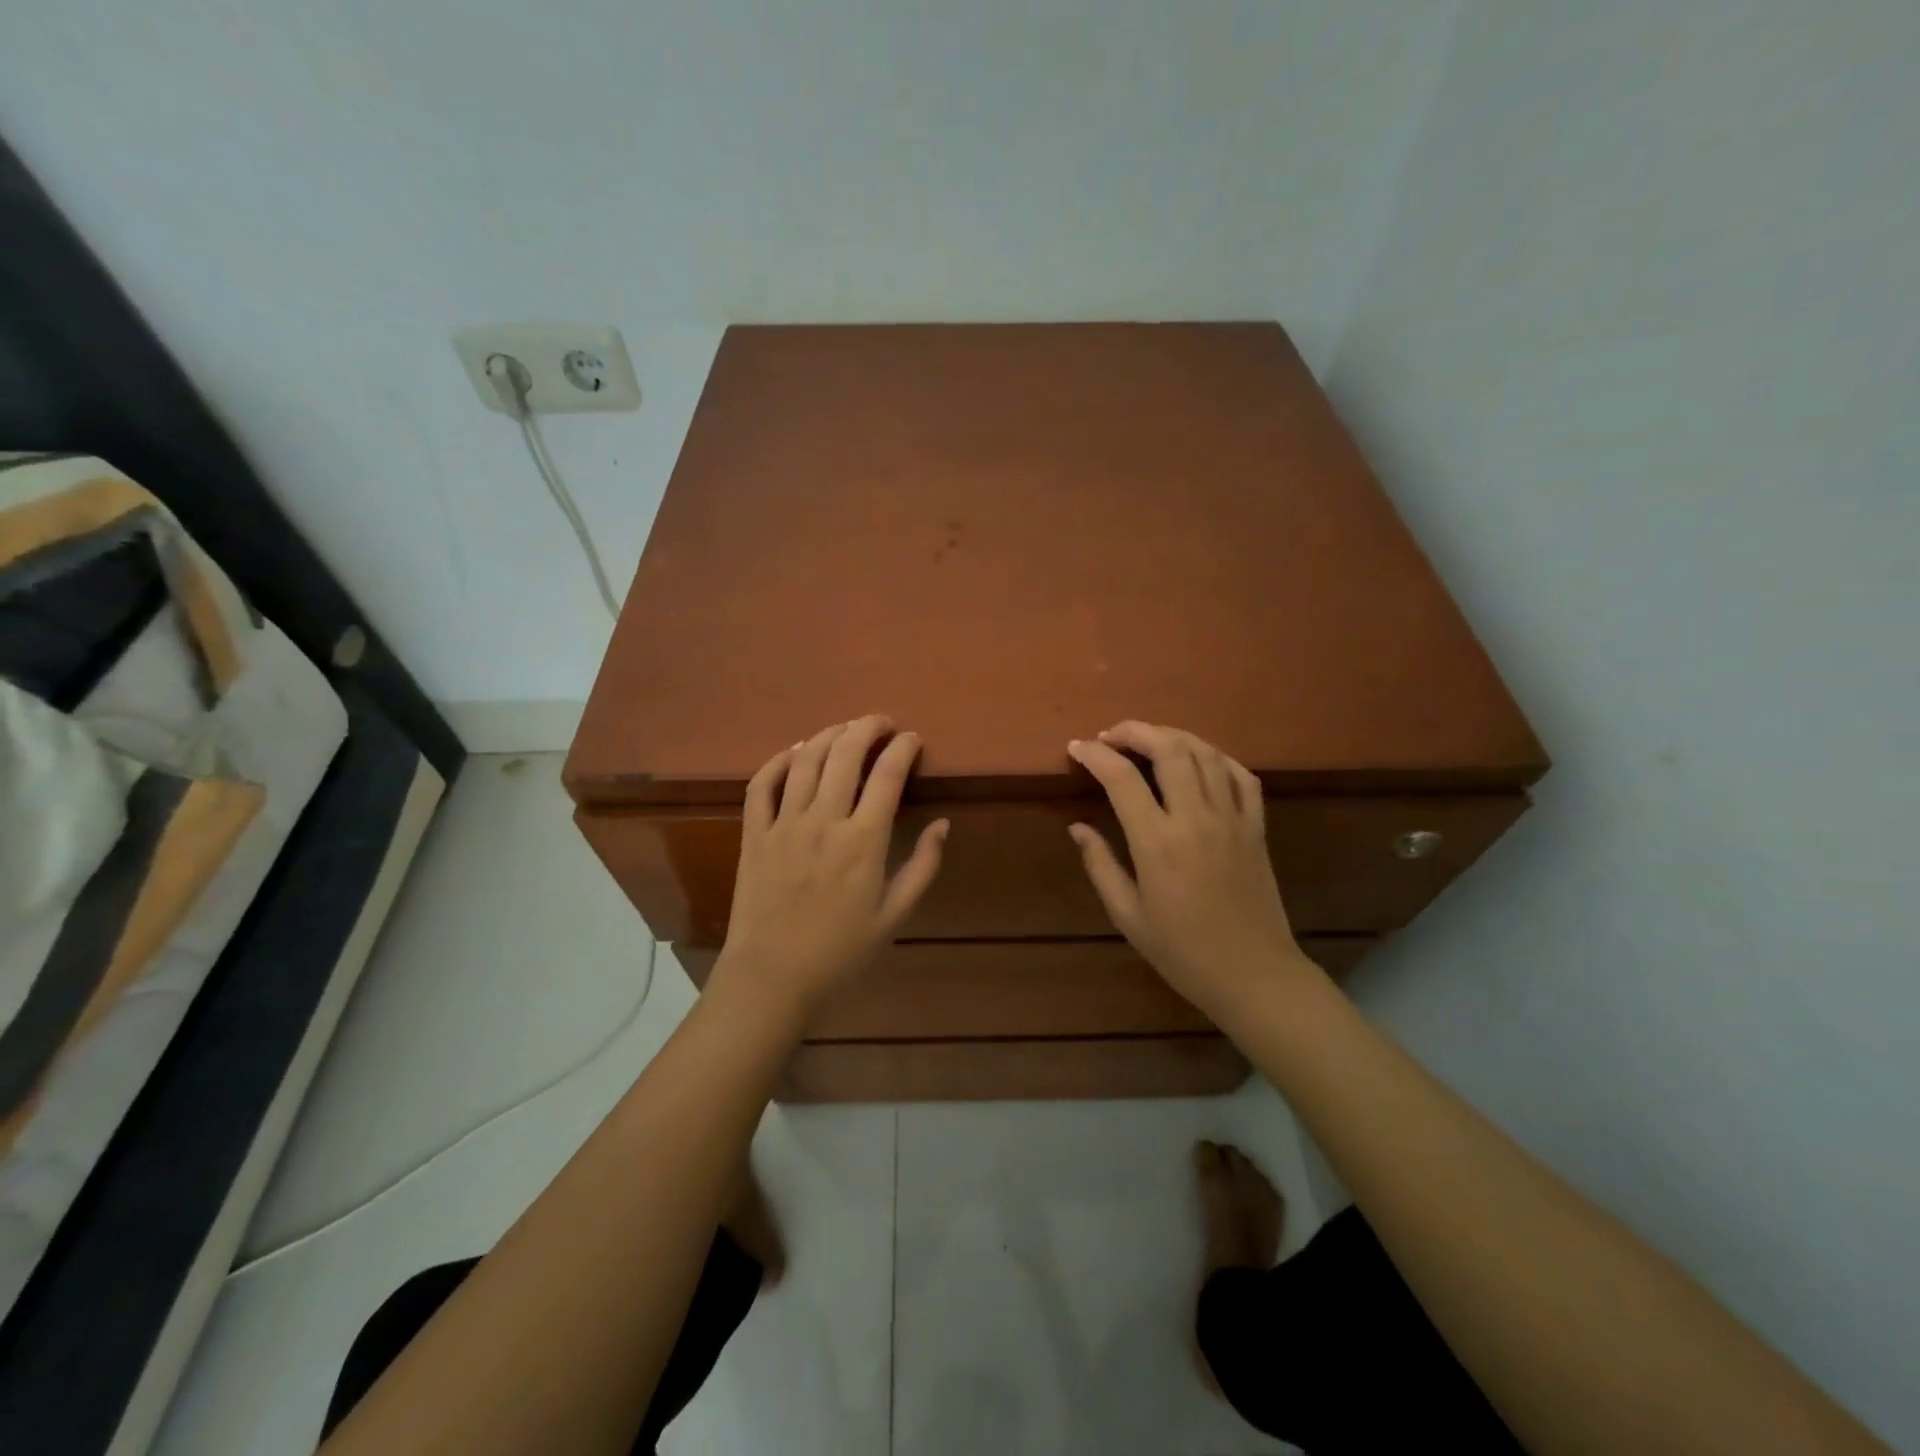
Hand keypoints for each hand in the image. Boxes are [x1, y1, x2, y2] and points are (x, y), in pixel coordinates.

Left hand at [712, 716, 947, 1024]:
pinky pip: (761, 784)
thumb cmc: (841, 952)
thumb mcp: (895, 915)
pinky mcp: (754, 834)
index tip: (912, 738)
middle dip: (867, 727)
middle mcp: (824, 821)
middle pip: (845, 754)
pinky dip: (778, 760)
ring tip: (845, 728)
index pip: (888, 775)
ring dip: (828, 735)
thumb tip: (942, 824)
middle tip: (881, 721)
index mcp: (864, 841)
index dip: (903, 748)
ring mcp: (784, 824)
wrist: (773, 978)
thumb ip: (923, 866)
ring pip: (805, 760)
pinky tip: (794, 752)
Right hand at [1066, 721, 1310, 1021]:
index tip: (1077, 748)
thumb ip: (1100, 864)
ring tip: (1148, 740)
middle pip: (1169, 748)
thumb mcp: (1128, 916)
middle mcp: (1197, 818)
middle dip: (1134, 731)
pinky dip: (1216, 757)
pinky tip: (1199, 761)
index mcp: (1158, 842)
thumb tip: (1078, 826)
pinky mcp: (1257, 827)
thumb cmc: (1182, 952)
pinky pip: (1241, 775)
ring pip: (1205, 753)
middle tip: (1110, 736)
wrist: (1253, 975)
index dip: (1095, 755)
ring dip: (1172, 736)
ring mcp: (1233, 818)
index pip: (1122, 778)